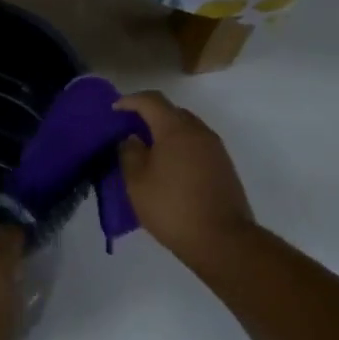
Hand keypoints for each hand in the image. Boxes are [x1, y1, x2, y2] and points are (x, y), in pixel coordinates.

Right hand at [114, 92, 254, 270]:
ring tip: (148, 151)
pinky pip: (197, 145)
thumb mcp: (137, 183)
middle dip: (149, 116)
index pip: (152, 101)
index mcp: (176, 130)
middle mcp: (199, 132)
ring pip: (187, 129)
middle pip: (172, 112)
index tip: (114, 109)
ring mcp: (216, 148)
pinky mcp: (224, 166)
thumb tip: (133, 138)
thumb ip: (130, 153)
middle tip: (130, 131)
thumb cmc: (171, 207)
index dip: (130, 100)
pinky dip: (180, 147)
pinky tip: (169, 167)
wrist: (221, 239)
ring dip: (166, 133)